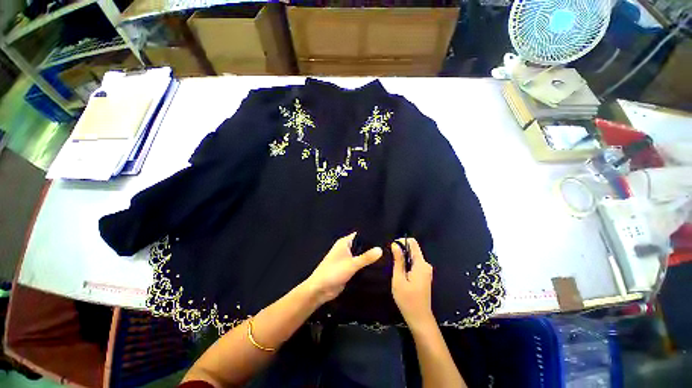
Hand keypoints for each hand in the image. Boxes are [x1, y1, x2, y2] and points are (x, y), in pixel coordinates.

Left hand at [305, 233, 381, 304]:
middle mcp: (346, 249)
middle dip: (373, 248)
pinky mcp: (349, 269)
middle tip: (389, 249)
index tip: (385, 237)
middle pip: (362, 246)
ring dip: (370, 258)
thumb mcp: (352, 264)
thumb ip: (366, 257)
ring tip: (388, 257)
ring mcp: (347, 259)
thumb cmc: (333, 272)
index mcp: (344, 242)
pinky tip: (379, 268)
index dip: (371, 235)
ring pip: (361, 256)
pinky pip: (360, 265)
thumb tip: (381, 249)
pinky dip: (367, 266)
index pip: (360, 235)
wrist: (320, 290)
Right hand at [391, 238, 434, 329]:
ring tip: (394, 267)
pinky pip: (414, 263)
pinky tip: (400, 272)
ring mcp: (426, 270)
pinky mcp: (424, 275)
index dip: (402, 241)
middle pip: (413, 249)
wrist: (420, 318)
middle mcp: (426, 264)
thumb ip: (398, 260)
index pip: (413, 243)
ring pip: (413, 256)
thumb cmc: (407, 299)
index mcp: (421, 264)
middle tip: (390, 259)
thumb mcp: (399, 279)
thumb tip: (395, 244)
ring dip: (403, 257)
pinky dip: (406, 263)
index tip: (392, 247)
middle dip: (401, 250)